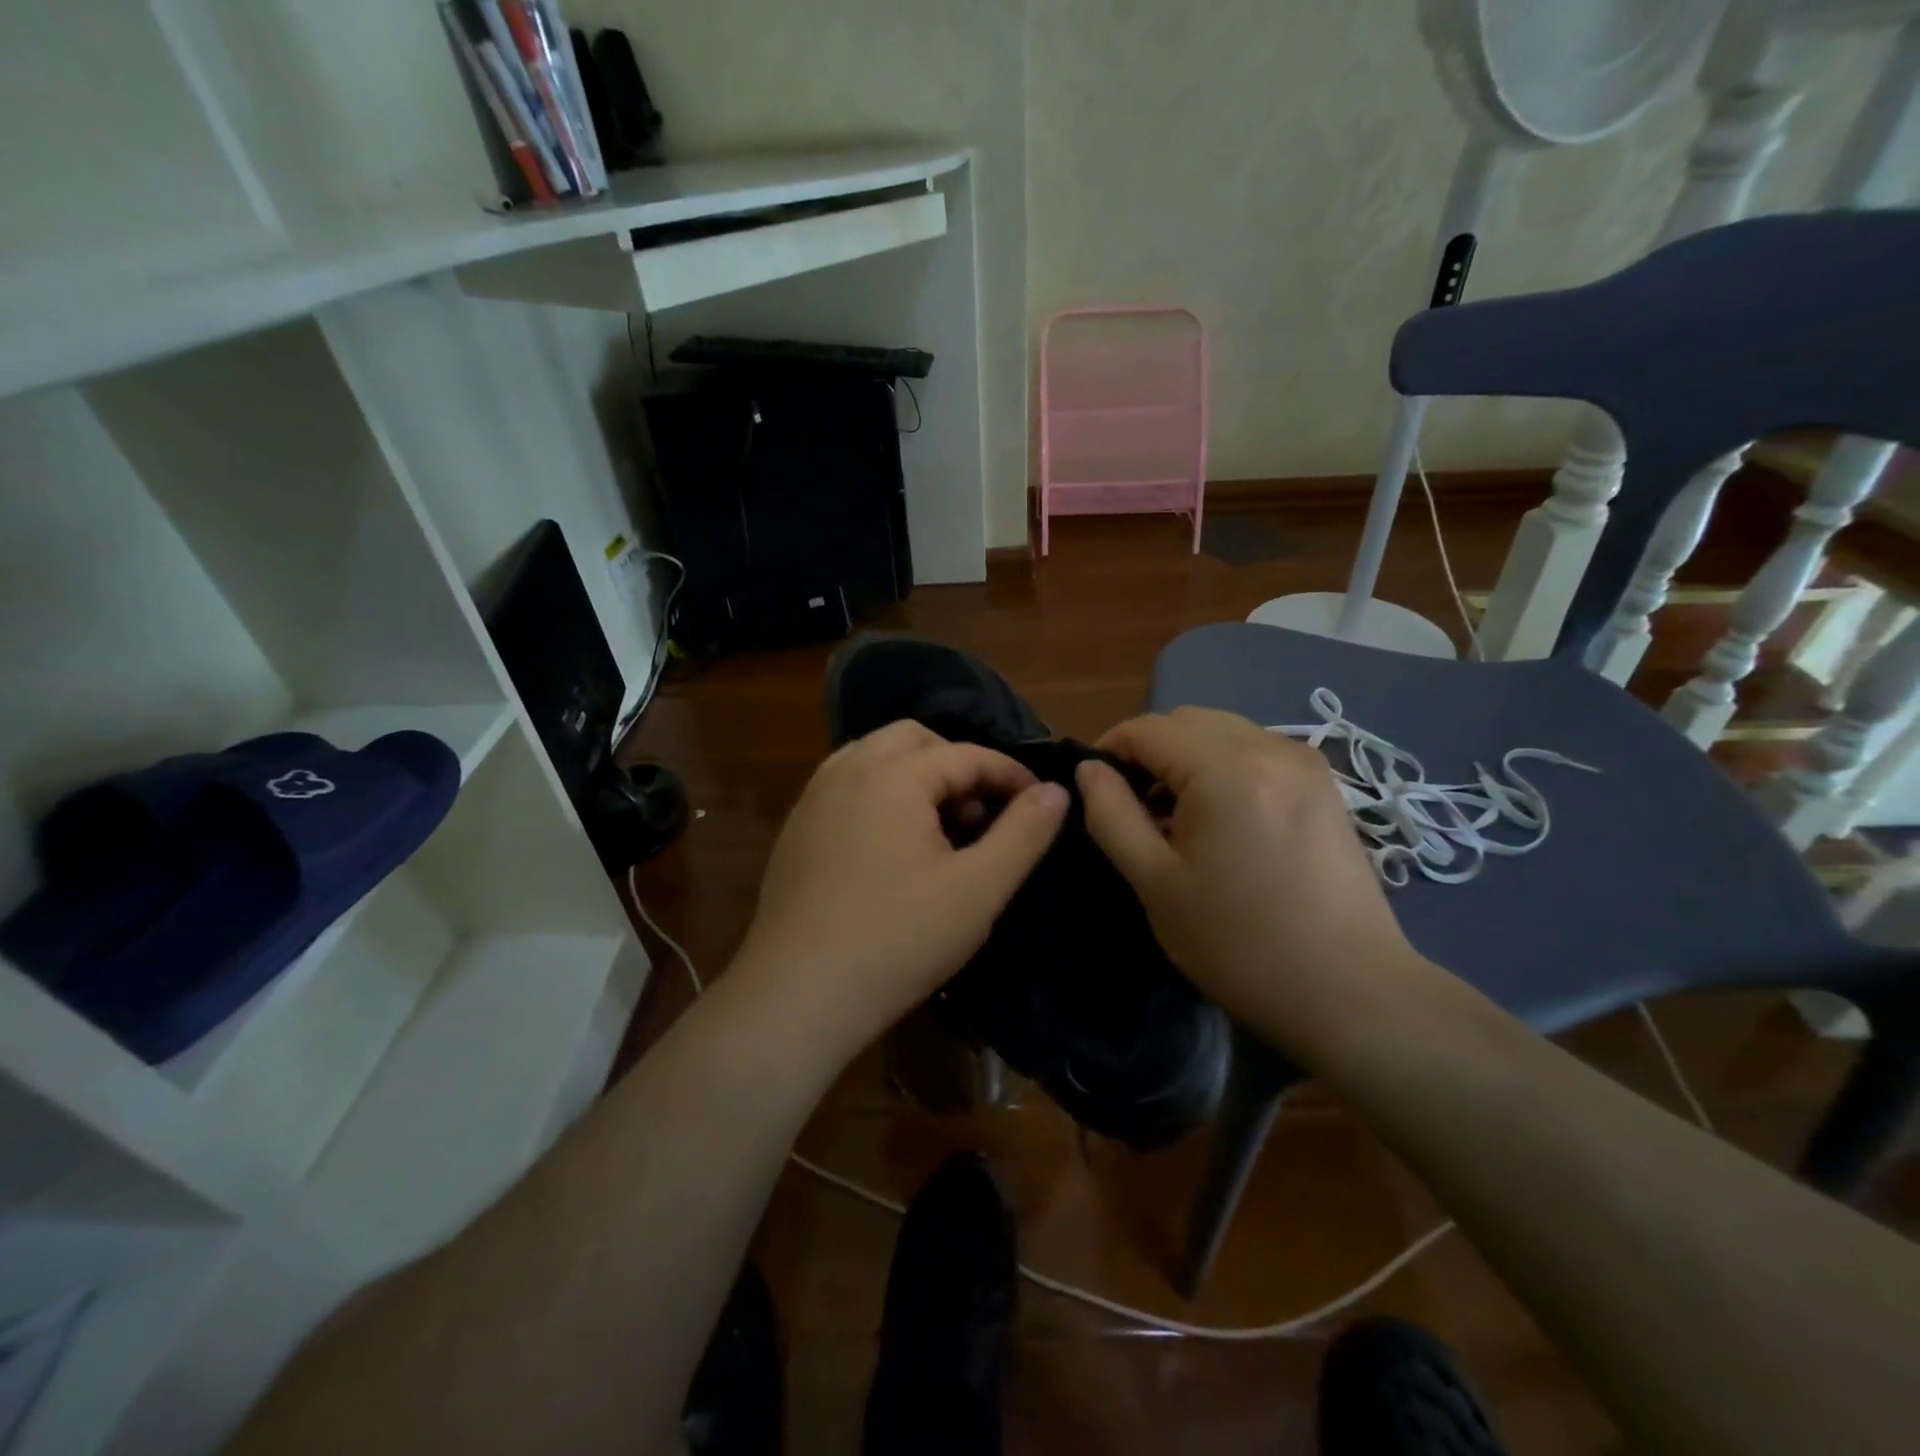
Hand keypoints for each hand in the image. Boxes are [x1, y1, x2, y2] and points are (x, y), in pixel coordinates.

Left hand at [732, 721, 1068, 1054]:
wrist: (798, 995)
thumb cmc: (898, 940)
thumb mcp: (978, 889)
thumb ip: (1024, 832)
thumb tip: (1057, 790)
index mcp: (891, 774)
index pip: (966, 753)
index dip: (1011, 774)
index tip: (1039, 803)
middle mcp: (846, 769)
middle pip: (915, 740)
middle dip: (957, 765)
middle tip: (983, 813)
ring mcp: (813, 798)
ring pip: (875, 759)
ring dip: (917, 777)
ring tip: (942, 828)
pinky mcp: (796, 829)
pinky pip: (848, 787)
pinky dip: (881, 796)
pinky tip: (894, 848)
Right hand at [1076, 707, 1432, 1062]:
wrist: (1348, 992)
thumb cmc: (1238, 943)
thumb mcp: (1156, 882)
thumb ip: (1112, 815)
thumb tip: (1089, 770)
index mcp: (1226, 769)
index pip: (1148, 729)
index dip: (1110, 749)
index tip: (1094, 788)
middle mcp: (1270, 748)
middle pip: (1187, 720)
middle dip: (1148, 750)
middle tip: (1132, 806)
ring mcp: (1305, 762)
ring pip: (1223, 731)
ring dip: (1186, 756)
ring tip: (1176, 815)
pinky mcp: (1323, 784)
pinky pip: (1256, 750)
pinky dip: (1223, 765)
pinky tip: (1221, 817)